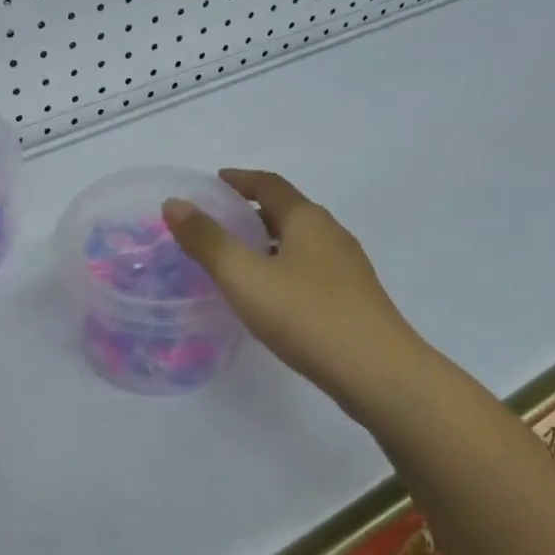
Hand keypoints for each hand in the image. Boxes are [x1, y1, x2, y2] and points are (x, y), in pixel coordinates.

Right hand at [163, 169, 420, 403]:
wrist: (380, 375)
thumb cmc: (307, 316)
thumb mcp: (245, 277)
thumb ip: (207, 240)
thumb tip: (174, 204)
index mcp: (307, 220)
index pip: (269, 184)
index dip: (239, 179)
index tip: (214, 182)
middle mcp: (330, 234)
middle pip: (286, 211)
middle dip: (251, 211)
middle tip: (216, 222)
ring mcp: (346, 268)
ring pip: (299, 243)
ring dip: (267, 242)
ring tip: (236, 259)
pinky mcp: (353, 299)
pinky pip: (308, 270)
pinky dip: (282, 268)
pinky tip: (270, 295)